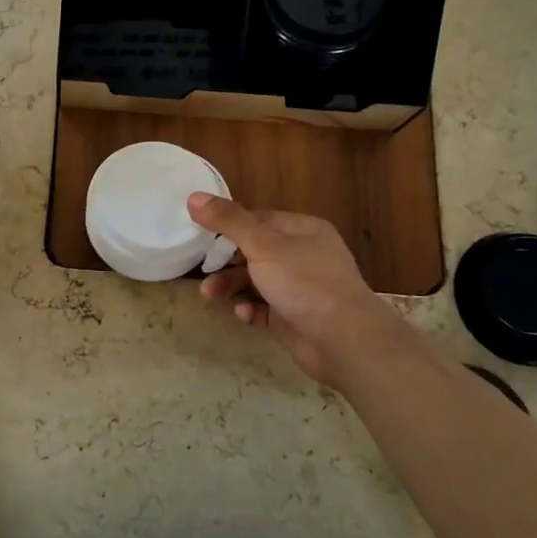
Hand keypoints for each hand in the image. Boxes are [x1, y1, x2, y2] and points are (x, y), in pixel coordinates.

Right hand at [188, 194, 406, 388]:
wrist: (343, 340)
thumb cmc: (304, 282)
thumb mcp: (262, 245)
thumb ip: (228, 221)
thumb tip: (193, 196)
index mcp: (303, 230)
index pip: (258, 220)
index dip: (229, 226)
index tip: (201, 236)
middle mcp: (303, 256)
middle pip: (253, 251)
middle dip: (225, 262)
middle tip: (203, 271)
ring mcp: (299, 288)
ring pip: (255, 281)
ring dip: (231, 286)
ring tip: (210, 296)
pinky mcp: (293, 317)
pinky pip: (263, 308)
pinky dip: (250, 309)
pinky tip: (243, 315)